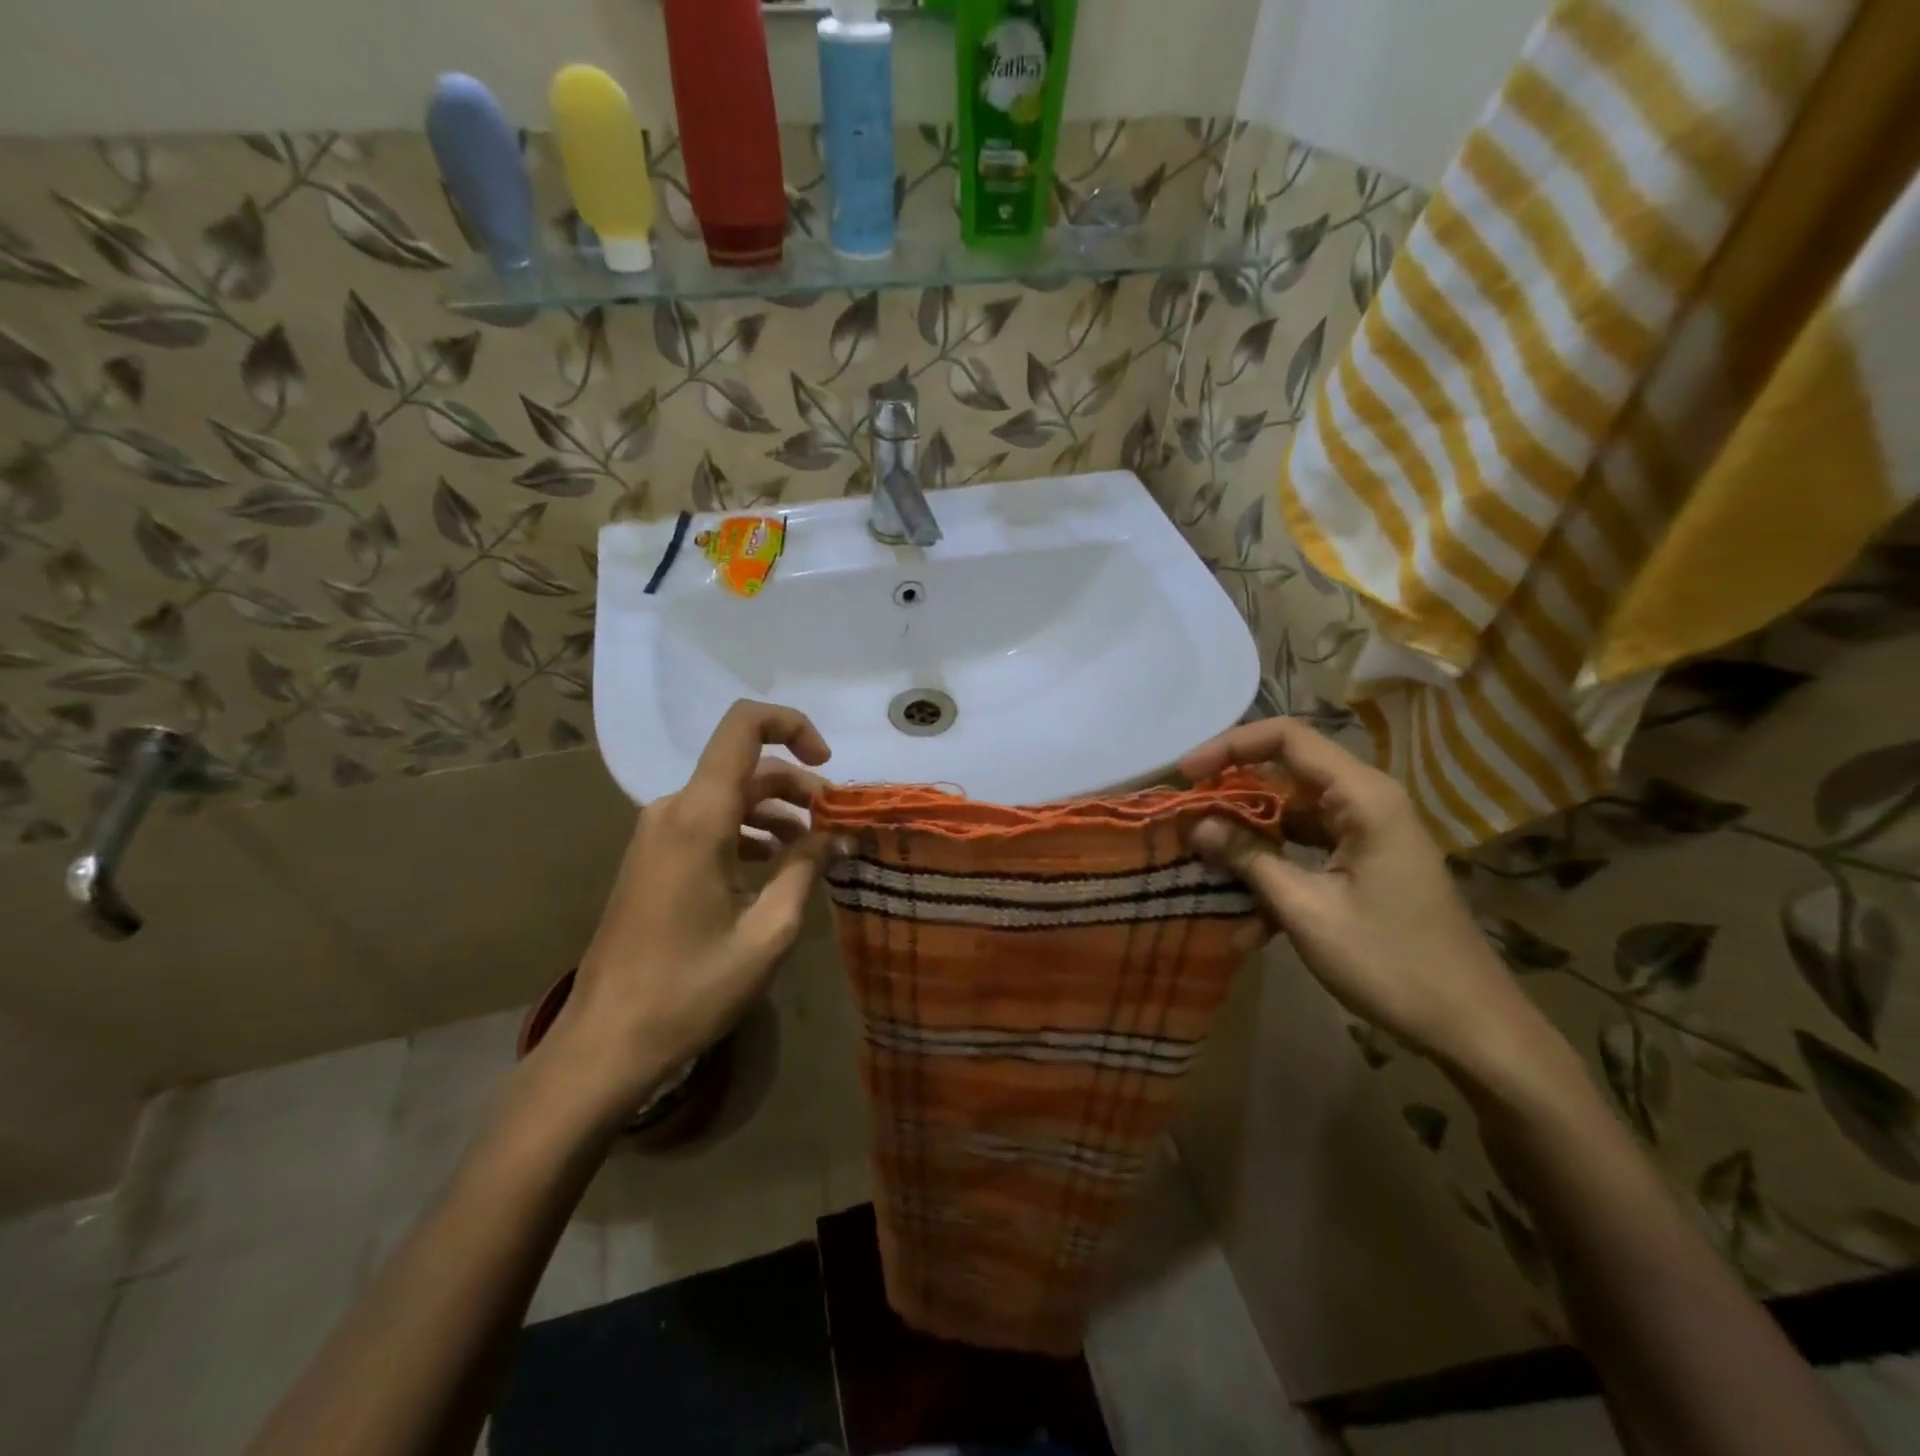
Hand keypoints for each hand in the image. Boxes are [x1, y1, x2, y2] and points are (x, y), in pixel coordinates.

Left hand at [541, 701, 838, 1120]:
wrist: (606, 1042)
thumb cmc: (691, 989)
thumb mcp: (768, 931)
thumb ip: (806, 869)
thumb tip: (838, 834)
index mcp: (699, 817)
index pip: (743, 727)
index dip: (793, 725)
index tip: (827, 765)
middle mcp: (674, 811)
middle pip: (747, 768)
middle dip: (799, 789)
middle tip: (837, 829)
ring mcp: (658, 834)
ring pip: (730, 797)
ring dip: (777, 813)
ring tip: (814, 853)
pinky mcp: (654, 858)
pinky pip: (711, 823)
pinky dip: (750, 833)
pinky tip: (775, 870)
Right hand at [1181, 718, 1555, 1084]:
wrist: (1471, 1027)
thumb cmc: (1391, 962)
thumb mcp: (1307, 910)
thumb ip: (1249, 858)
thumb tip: (1197, 825)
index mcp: (1363, 798)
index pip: (1288, 738)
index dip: (1230, 746)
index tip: (1187, 774)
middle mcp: (1366, 803)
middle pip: (1284, 776)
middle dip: (1231, 800)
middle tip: (1187, 826)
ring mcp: (1366, 835)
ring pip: (1290, 818)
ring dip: (1249, 845)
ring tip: (1206, 875)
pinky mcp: (1364, 864)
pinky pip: (1306, 852)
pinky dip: (1274, 875)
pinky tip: (1247, 925)